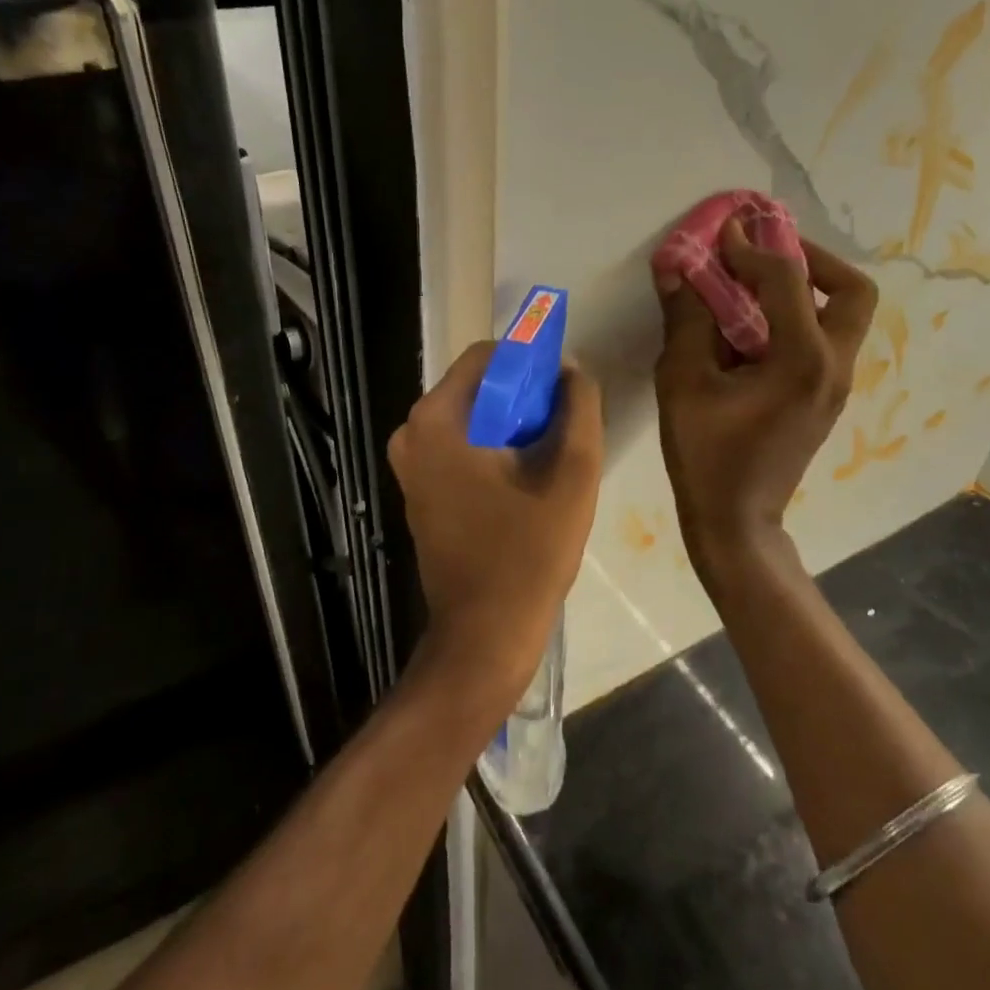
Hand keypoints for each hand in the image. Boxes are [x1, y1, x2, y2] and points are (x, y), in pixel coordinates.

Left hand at [388, 341, 603, 707]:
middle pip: (478, 387)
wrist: (485, 634)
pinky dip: (493, 449)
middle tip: (563, 431)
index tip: (563, 393)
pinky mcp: (419, 489)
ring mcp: (410, 464)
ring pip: (472, 417)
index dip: (531, 363)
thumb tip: (570, 369)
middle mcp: (411, 432)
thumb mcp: (572, 474)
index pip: (488, 356)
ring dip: (512, 426)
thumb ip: (579, 407)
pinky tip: (525, 481)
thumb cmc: (528, 553)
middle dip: (524, 399)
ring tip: (549, 460)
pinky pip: (461, 446)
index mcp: (437, 419)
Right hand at [653, 222, 876, 571]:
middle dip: (812, 260)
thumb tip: (675, 268)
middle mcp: (834, 365)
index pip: (787, 280)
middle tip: (767, 254)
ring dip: (808, 288)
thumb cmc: (707, 455)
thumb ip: (685, 320)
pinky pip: (827, 339)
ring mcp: (836, 384)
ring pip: (845, 316)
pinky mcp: (826, 398)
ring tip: (757, 283)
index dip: (750, 248)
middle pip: (852, 291)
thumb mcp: (683, 383)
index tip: (721, 232)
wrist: (737, 520)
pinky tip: (755, 326)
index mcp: (803, 359)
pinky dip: (800, 317)